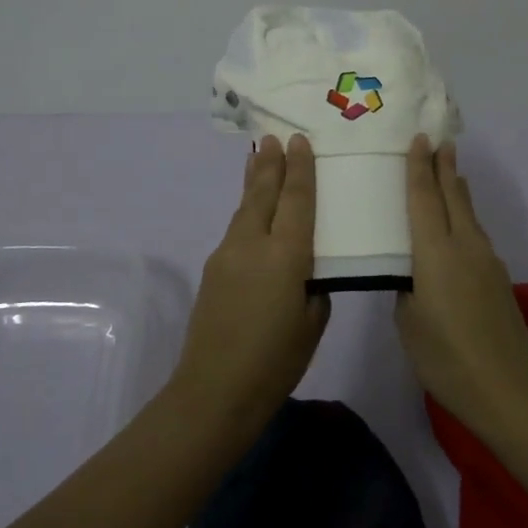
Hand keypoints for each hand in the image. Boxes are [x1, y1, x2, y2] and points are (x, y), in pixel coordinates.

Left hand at [170, 134, 328, 435]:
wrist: (213, 391)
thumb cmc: (275, 362)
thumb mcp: (313, 323)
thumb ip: (314, 286)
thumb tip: (307, 268)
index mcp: (286, 256)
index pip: (296, 200)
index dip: (300, 169)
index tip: (298, 140)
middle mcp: (253, 244)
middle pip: (263, 192)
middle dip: (270, 163)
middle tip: (274, 136)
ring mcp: (227, 253)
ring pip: (245, 206)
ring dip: (254, 181)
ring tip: (259, 157)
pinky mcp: (213, 268)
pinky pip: (236, 226)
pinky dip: (246, 207)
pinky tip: (250, 207)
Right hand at [396, 136, 527, 438]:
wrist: (510, 390)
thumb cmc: (447, 358)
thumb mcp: (409, 323)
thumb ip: (406, 289)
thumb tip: (412, 276)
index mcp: (435, 252)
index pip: (424, 198)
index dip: (419, 167)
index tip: (419, 139)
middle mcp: (464, 246)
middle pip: (453, 196)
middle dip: (445, 167)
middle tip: (438, 141)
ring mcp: (486, 261)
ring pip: (468, 213)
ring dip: (457, 189)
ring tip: (450, 172)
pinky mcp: (498, 278)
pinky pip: (476, 233)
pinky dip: (465, 215)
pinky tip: (459, 222)